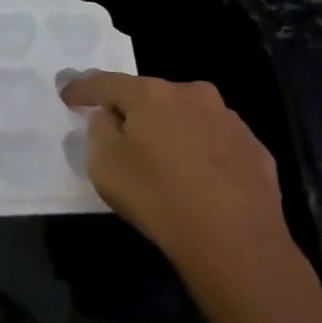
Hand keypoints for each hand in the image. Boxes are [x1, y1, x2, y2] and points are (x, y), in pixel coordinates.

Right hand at [59, 72, 294, 294]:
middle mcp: (194, 95)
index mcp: (153, 95)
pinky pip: (216, 144)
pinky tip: (200, 181)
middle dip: (134, 110)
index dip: (83, 88)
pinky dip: (202, 154)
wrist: (234, 239)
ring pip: (189, 118)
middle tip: (120, 133)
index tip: (67, 93)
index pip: (107, 83)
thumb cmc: (158, 196)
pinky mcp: (255, 149)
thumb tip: (110, 117)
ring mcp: (230, 120)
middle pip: (152, 97)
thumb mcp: (106, 166)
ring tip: (165, 162)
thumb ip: (100, 131)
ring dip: (172, 131)